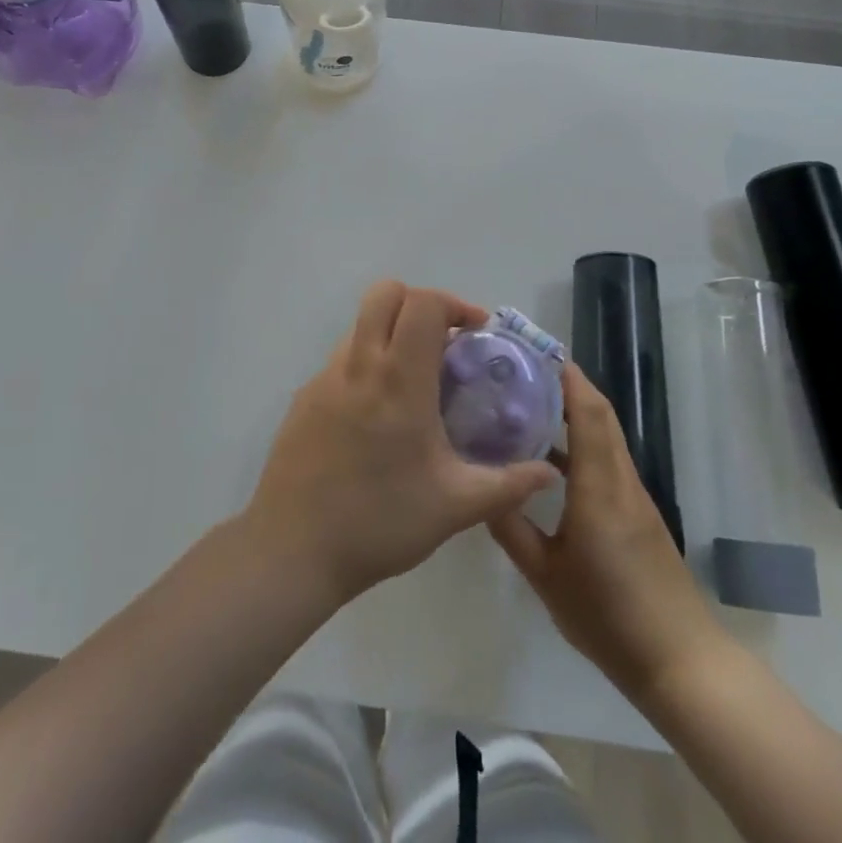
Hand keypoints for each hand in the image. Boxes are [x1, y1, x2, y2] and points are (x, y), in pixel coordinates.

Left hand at [244, 281, 557, 606]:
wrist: (293, 549)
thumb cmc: (380, 522)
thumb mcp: (454, 507)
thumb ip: (507, 484)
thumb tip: (549, 474)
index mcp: (399, 380)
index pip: (423, 304)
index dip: (453, 304)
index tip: (474, 332)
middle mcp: (359, 364)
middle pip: (385, 293)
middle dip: (420, 303)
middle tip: (444, 341)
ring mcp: (326, 377)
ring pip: (361, 324)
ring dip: (391, 332)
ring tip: (415, 378)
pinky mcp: (305, 396)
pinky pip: (342, 357)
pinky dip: (367, 362)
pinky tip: (378, 413)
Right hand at [490, 363, 725, 704]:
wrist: (679, 662)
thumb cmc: (608, 617)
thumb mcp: (545, 576)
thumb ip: (512, 528)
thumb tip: (481, 489)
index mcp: (599, 486)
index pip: (589, 412)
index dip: (567, 377)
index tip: (536, 353)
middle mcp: (621, 480)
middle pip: (600, 414)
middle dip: (567, 384)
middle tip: (523, 371)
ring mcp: (633, 496)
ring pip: (605, 436)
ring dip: (575, 411)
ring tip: (529, 405)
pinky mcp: (637, 514)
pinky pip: (608, 459)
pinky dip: (582, 442)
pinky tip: (550, 459)